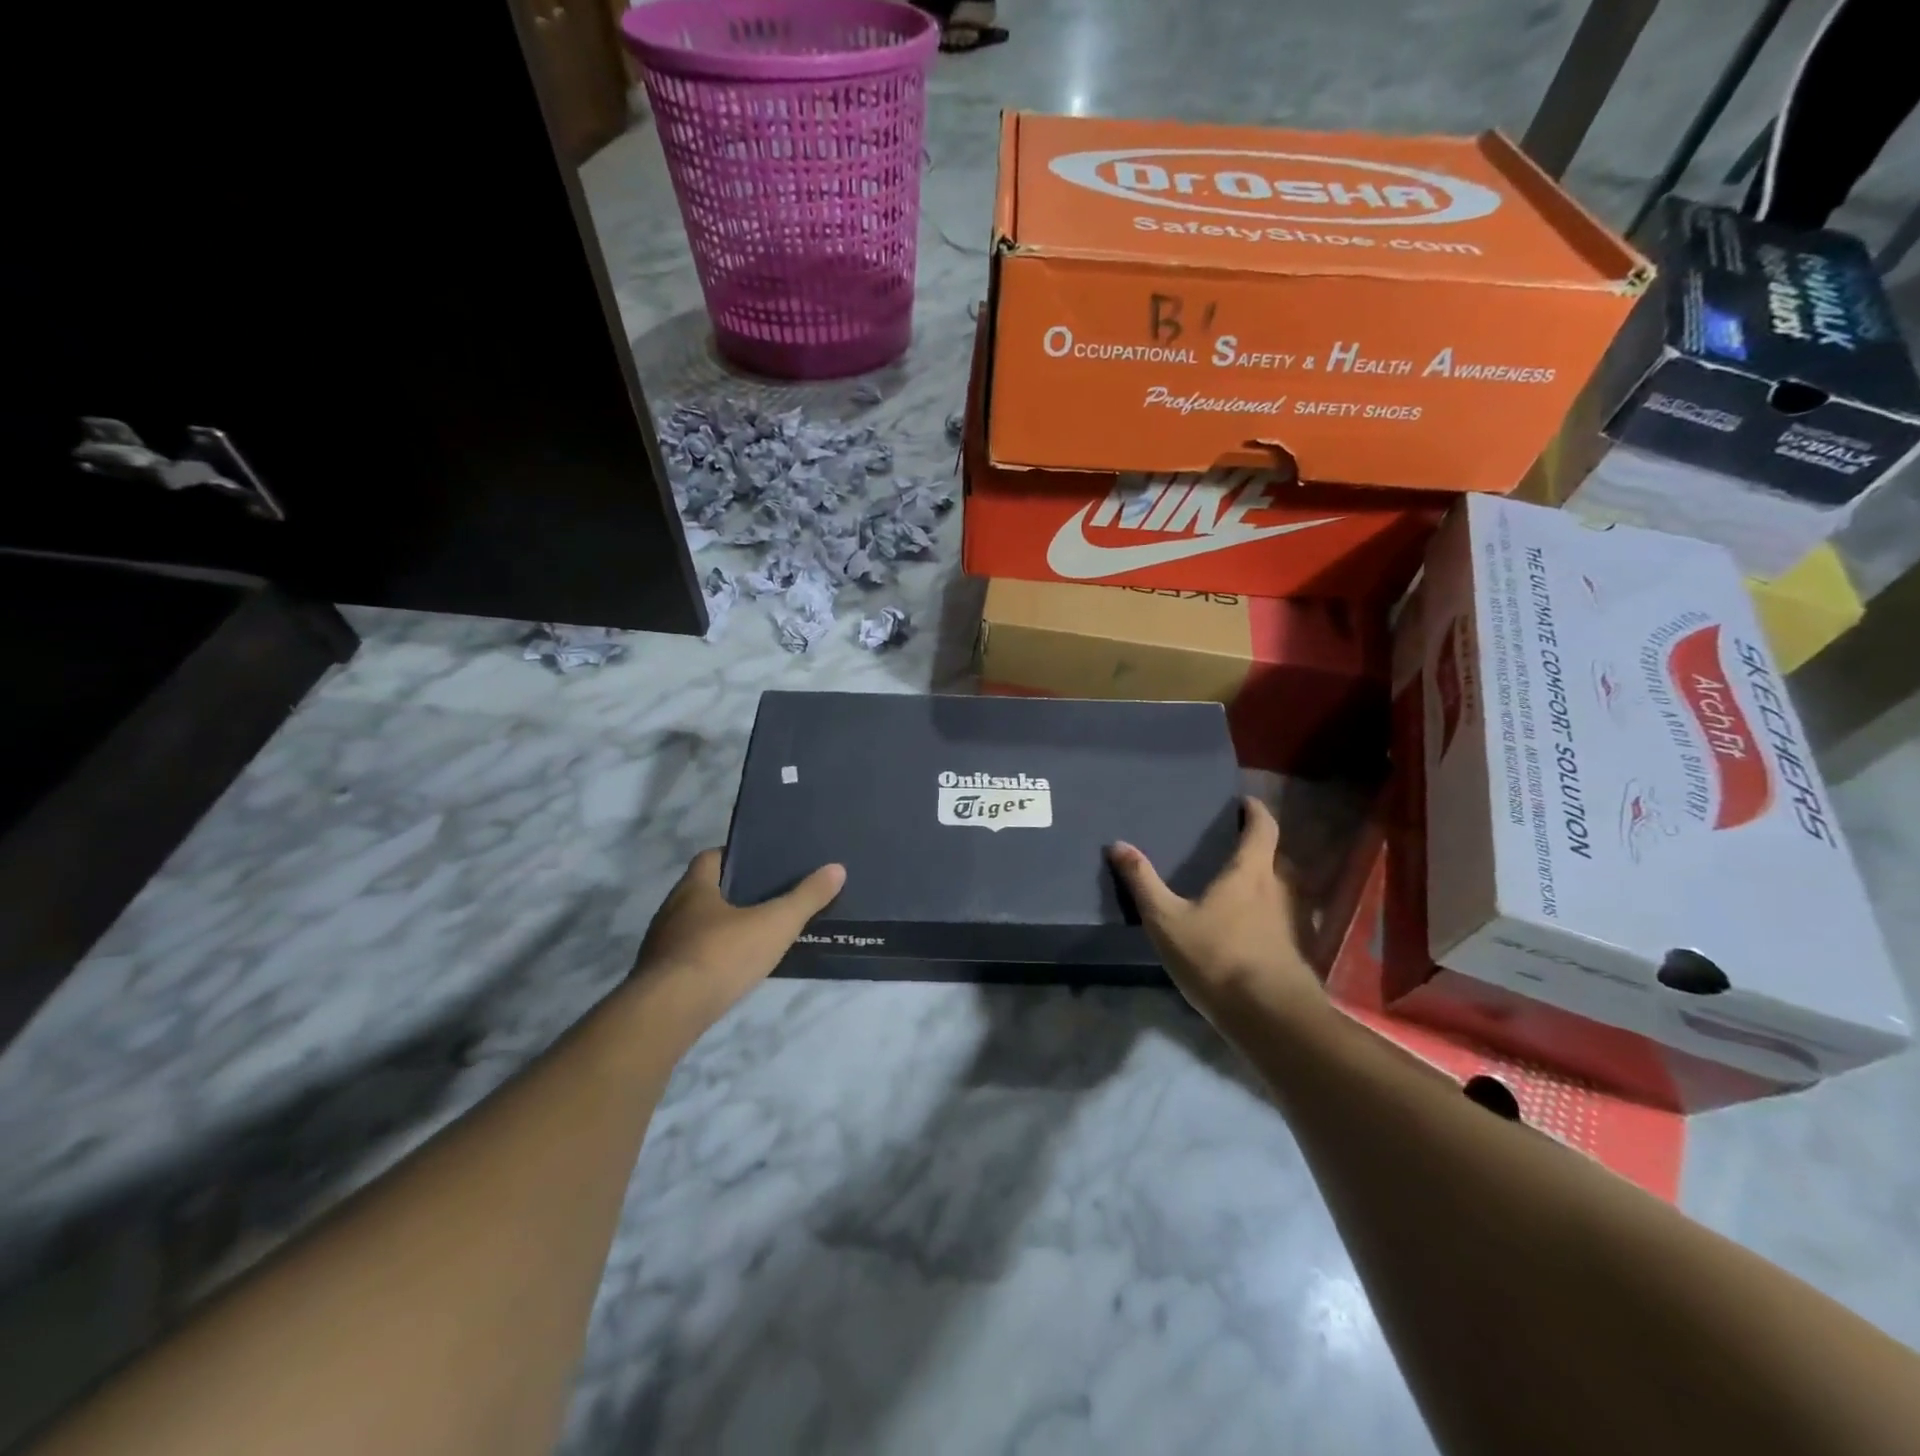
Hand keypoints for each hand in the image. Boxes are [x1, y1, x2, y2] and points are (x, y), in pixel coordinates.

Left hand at [632, 849, 845, 1032]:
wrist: (668, 1013)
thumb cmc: (721, 955)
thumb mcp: (775, 923)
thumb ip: (806, 897)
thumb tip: (837, 868)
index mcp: (694, 888)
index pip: (711, 858)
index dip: (735, 858)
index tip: (762, 864)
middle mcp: (671, 910)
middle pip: (703, 892)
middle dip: (731, 895)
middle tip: (768, 900)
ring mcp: (661, 946)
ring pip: (694, 927)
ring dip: (719, 929)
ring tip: (754, 936)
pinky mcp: (659, 979)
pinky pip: (688, 958)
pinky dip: (709, 959)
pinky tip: (730, 971)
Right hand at [1108, 797, 1324, 1026]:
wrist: (1271, 1016)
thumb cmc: (1217, 957)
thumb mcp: (1166, 920)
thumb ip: (1142, 882)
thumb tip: (1117, 845)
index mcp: (1251, 872)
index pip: (1263, 827)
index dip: (1255, 811)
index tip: (1243, 803)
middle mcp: (1280, 888)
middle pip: (1276, 855)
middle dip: (1258, 847)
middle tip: (1232, 846)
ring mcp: (1295, 920)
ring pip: (1283, 887)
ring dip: (1267, 880)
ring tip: (1238, 885)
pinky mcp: (1298, 948)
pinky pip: (1285, 916)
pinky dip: (1271, 911)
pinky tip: (1250, 927)